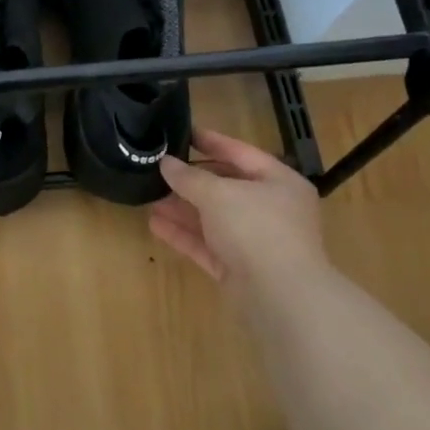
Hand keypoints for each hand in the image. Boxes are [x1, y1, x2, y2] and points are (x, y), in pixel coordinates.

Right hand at [149, 127, 327, 284]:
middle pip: (226, 187)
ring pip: (213, 218)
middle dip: (191, 180)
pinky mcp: (239, 268)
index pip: (241, 153)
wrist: (281, 297)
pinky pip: (207, 245)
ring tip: (149, 197)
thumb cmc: (256, 229)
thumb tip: (166, 163)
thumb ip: (189, 177)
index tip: (182, 131)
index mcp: (279, 182)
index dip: (211, 141)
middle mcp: (271, 209)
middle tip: (158, 169)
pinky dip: (184, 234)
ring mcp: (255, 241)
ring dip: (182, 208)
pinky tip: (155, 225)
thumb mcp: (218, 194)